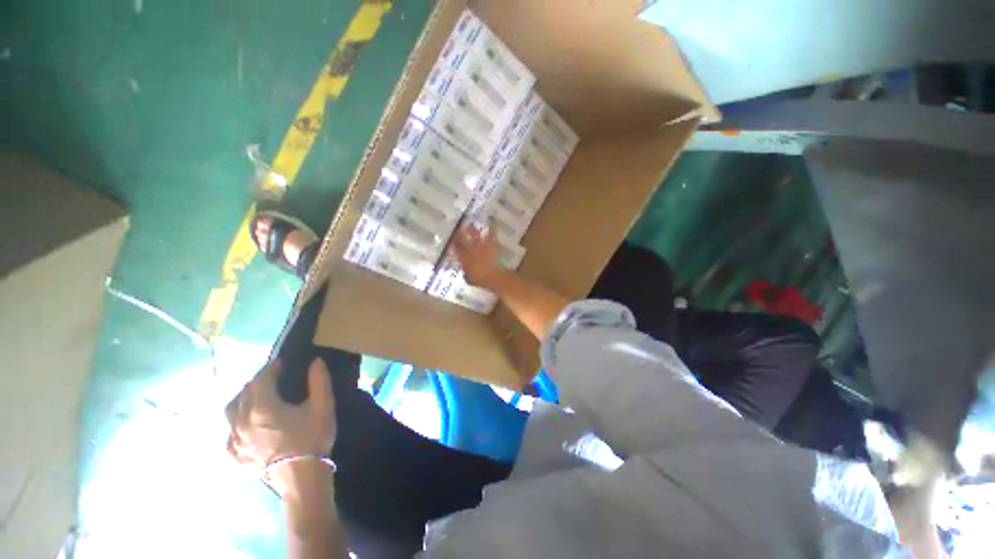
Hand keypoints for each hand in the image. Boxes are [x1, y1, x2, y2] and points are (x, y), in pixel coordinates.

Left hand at [226, 358, 335, 492]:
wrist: (301, 477)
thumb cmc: (312, 438)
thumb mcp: (323, 406)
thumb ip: (319, 381)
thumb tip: (316, 361)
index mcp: (262, 407)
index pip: (260, 380)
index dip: (270, 369)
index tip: (280, 363)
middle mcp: (242, 421)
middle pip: (243, 394)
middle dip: (256, 383)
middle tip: (271, 379)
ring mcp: (235, 441)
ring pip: (230, 413)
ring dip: (241, 400)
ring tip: (254, 399)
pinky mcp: (235, 456)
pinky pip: (229, 434)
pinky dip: (235, 424)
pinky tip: (245, 427)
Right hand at [452, 223, 506, 290]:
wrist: (492, 276)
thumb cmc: (479, 280)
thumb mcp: (469, 279)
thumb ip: (466, 275)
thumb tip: (465, 274)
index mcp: (464, 258)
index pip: (456, 248)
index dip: (454, 243)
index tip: (452, 239)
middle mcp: (470, 250)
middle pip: (463, 239)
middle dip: (460, 234)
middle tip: (459, 229)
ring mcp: (481, 247)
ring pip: (475, 235)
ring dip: (472, 230)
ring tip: (470, 224)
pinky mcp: (491, 246)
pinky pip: (491, 236)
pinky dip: (491, 230)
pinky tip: (491, 225)